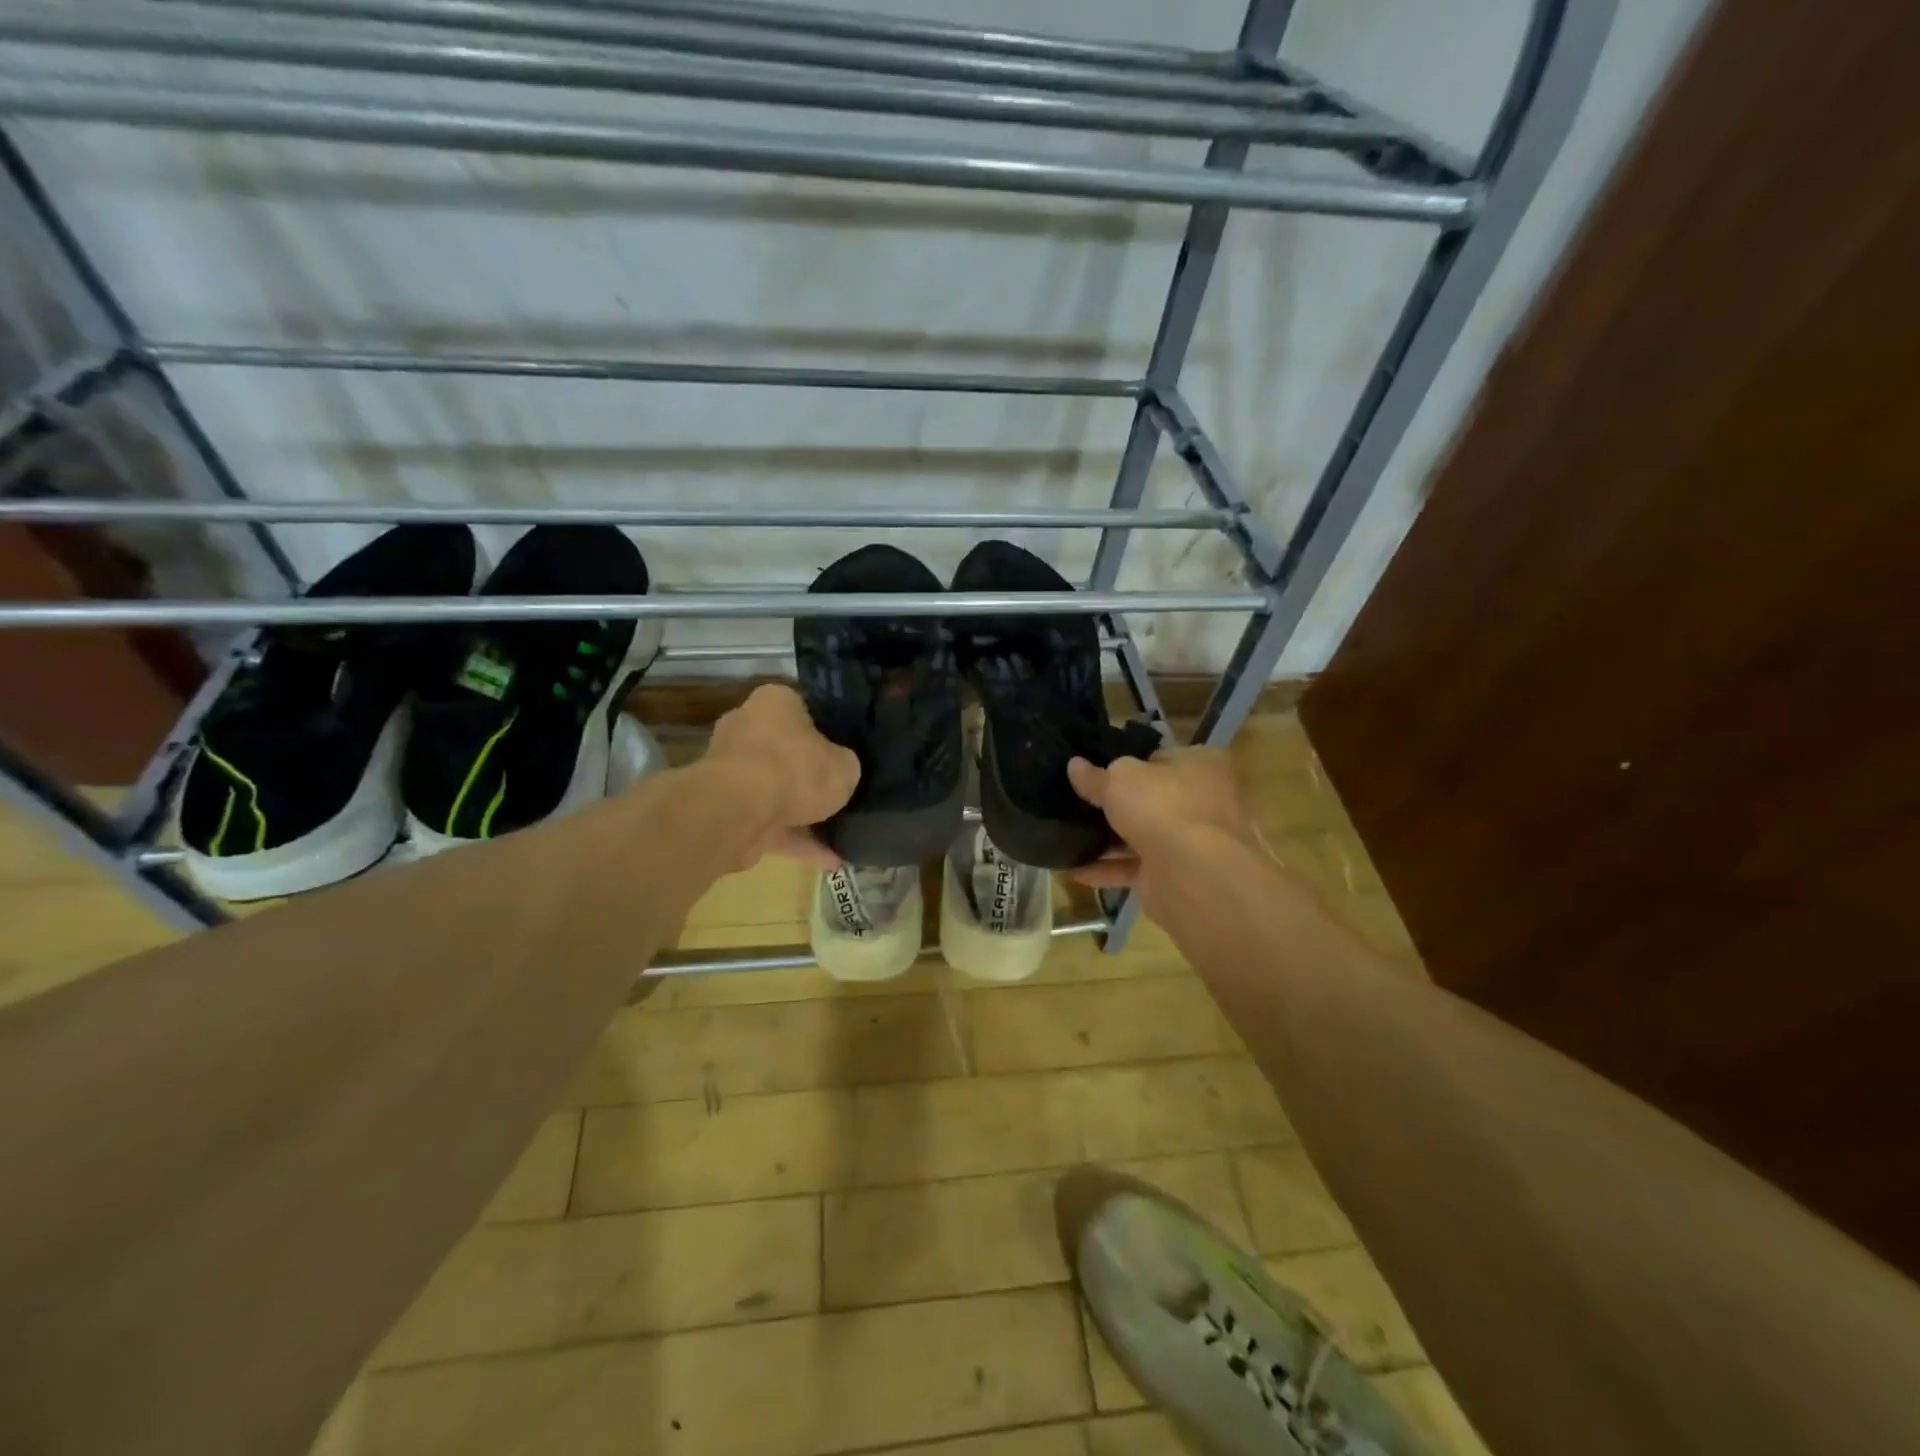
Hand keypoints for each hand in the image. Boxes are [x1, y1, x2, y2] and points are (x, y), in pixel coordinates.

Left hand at [704, 684, 859, 869]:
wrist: (738, 810)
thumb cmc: (795, 769)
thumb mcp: (844, 765)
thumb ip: (845, 765)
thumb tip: (841, 771)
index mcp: (774, 702)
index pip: (804, 710)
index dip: (828, 731)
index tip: (846, 753)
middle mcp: (747, 728)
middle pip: (786, 752)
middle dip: (810, 776)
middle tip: (841, 793)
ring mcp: (731, 770)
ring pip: (775, 792)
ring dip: (805, 816)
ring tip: (841, 837)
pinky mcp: (726, 808)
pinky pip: (768, 823)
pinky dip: (796, 841)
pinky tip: (829, 860)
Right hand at [1066, 746, 1262, 919]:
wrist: (1191, 874)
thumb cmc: (1161, 806)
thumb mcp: (1119, 779)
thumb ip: (1095, 775)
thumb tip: (1075, 765)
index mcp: (1201, 765)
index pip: (1159, 758)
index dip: (1127, 763)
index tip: (1094, 770)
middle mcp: (1201, 801)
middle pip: (1150, 798)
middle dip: (1116, 804)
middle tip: (1075, 801)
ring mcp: (1189, 841)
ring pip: (1140, 835)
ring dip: (1107, 839)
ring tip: (1066, 834)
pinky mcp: (1173, 875)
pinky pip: (1132, 868)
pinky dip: (1105, 869)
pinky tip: (1072, 868)